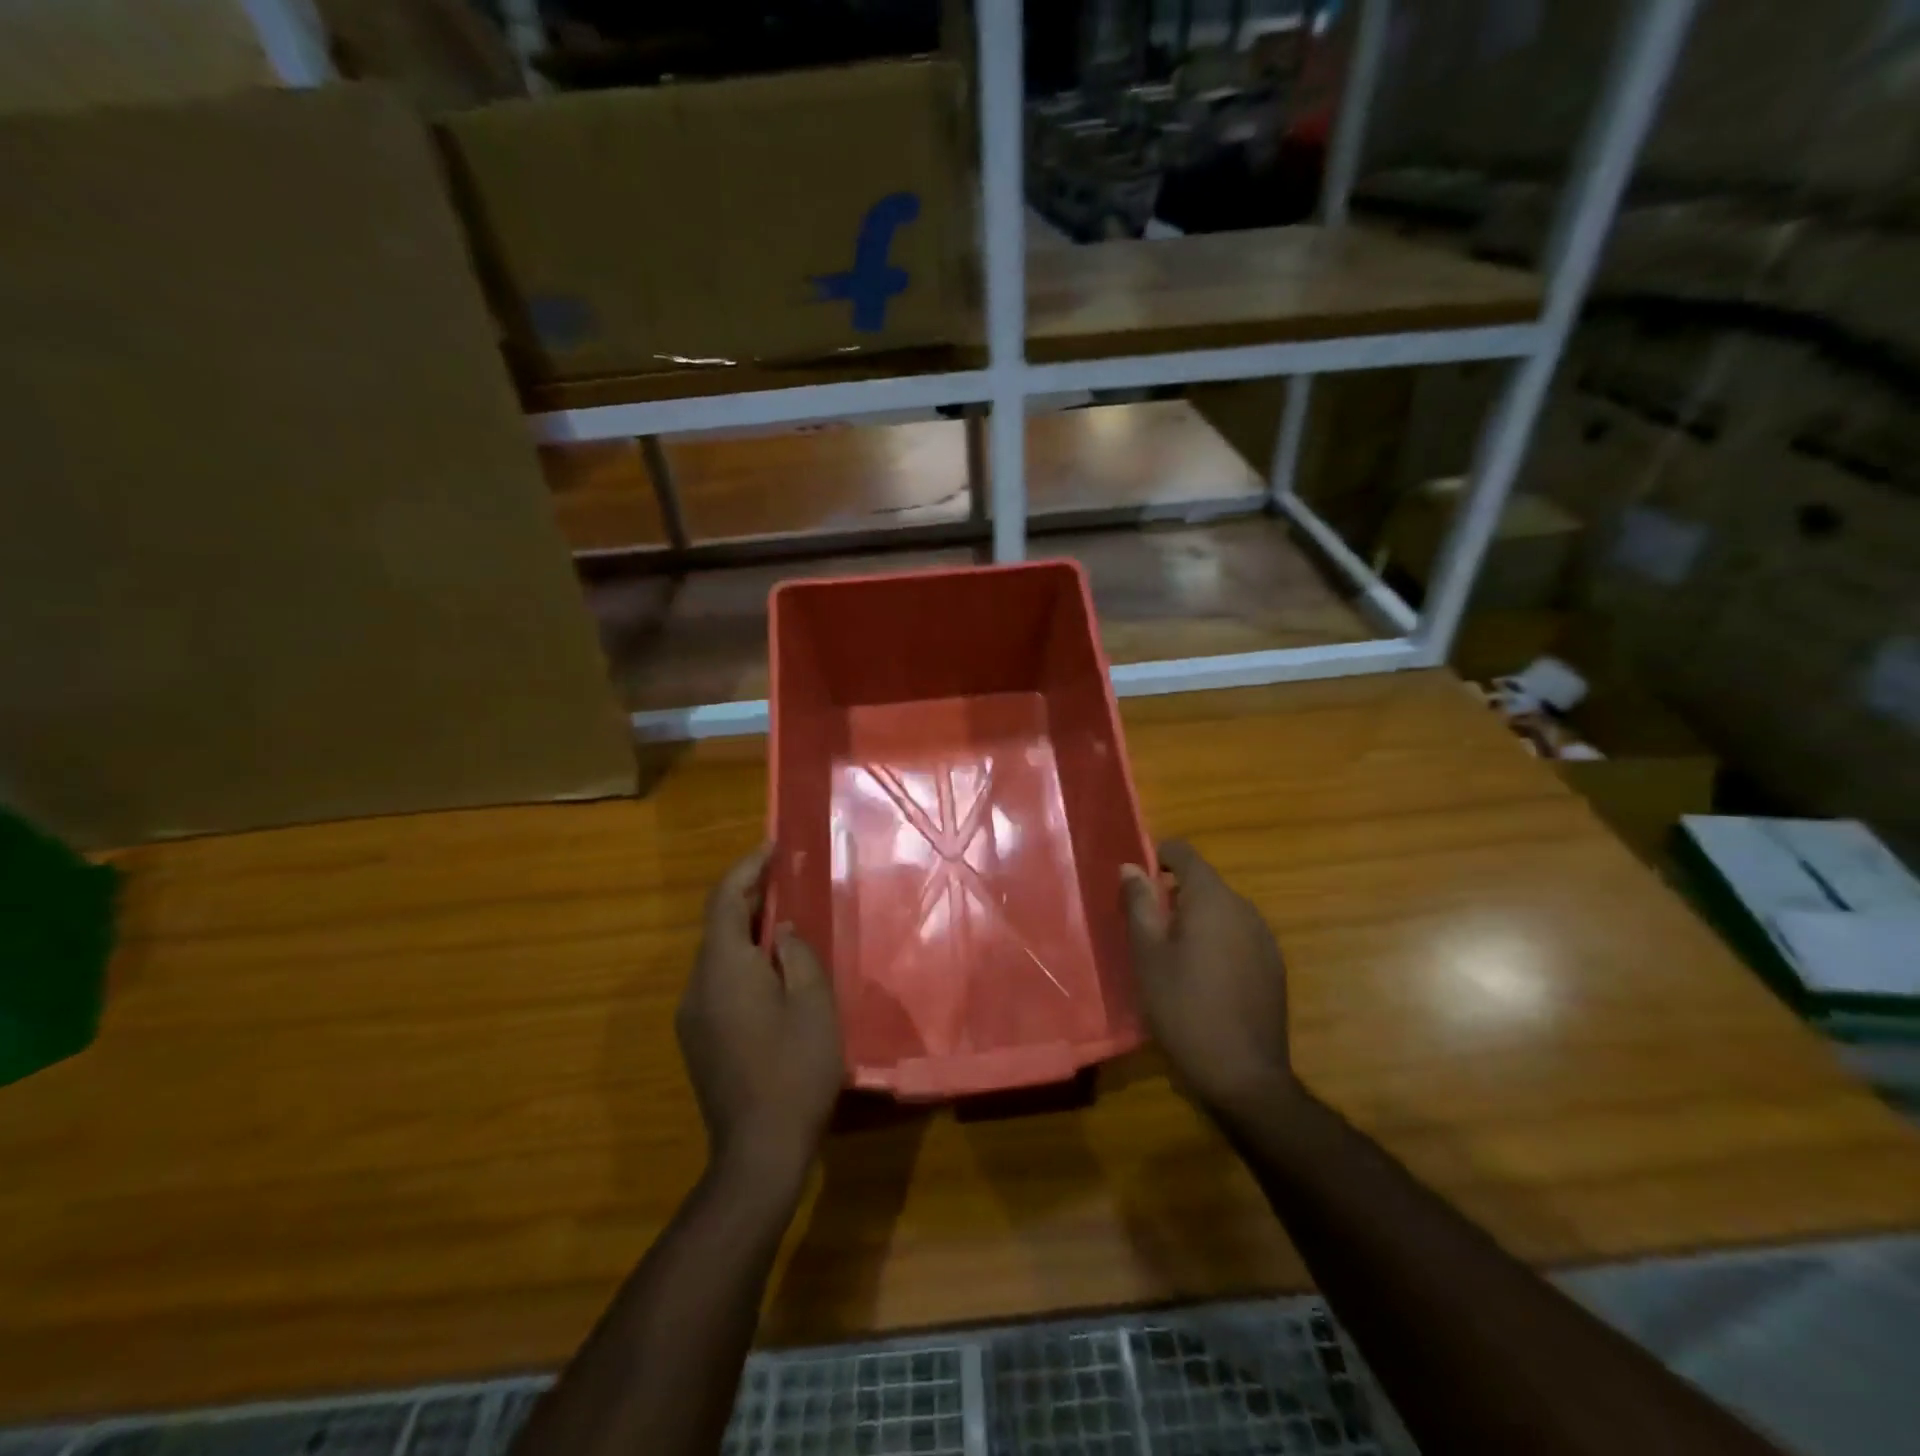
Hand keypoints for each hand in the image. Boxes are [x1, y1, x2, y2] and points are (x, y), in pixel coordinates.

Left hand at [676, 845, 843, 1183]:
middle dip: (748, 897)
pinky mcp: (698, 1039)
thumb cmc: (795, 1069)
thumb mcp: (812, 1003)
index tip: (772, 847)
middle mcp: (697, 985)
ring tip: (784, 921)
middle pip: (717, 925)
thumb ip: (797, 954)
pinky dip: (741, 961)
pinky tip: (771, 972)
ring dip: (745, 931)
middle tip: (785, 879)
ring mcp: (692, 1015)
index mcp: (723, 968)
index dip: (747, 868)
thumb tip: (784, 929)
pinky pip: (717, 982)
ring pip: (717, 956)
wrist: (757, 1151)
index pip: (724, 900)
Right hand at [1122, 840, 1293, 1114]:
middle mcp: (1244, 908)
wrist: (1242, 1075)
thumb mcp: (1147, 954)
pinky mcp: (1274, 965)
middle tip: (1147, 927)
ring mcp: (1264, 938)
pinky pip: (1238, 936)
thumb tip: (1131, 867)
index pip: (1185, 853)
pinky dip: (1217, 941)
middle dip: (1174, 894)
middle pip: (1204, 882)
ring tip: (1172, 954)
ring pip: (1222, 911)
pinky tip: (1204, 977)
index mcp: (1212, 899)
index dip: (1159, 857)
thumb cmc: (1183, 1007)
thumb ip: (1139, 904)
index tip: (1138, 883)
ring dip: (1196, 919)